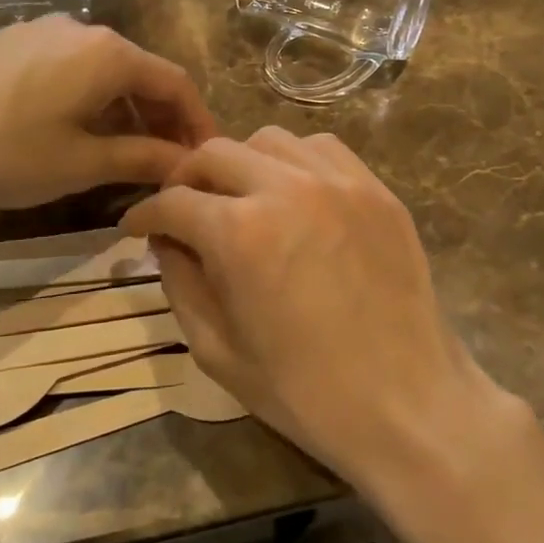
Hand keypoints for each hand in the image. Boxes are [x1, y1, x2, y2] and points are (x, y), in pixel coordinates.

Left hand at [0, 17, 216, 214]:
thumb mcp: (79, 163)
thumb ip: (141, 158)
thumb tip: (186, 164)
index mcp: (110, 53)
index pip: (176, 83)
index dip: (197, 123)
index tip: (206, 160)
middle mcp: (83, 31)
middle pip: (141, 75)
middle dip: (161, 120)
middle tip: (167, 165)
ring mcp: (42, 32)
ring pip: (104, 73)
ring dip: (124, 113)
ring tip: (124, 157)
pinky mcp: (10, 43)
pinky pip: (70, 70)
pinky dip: (89, 102)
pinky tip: (74, 134)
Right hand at [120, 129, 519, 496]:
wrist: (406, 402)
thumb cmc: (305, 391)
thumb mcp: (218, 351)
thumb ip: (181, 283)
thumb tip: (167, 241)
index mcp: (238, 233)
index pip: (173, 201)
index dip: (145, 214)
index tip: (137, 226)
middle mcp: (285, 189)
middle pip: (215, 153)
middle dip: (187, 178)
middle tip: (183, 208)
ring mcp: (338, 182)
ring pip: (269, 140)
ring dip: (242, 163)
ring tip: (241, 197)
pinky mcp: (375, 189)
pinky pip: (323, 149)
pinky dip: (295, 161)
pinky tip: (295, 193)